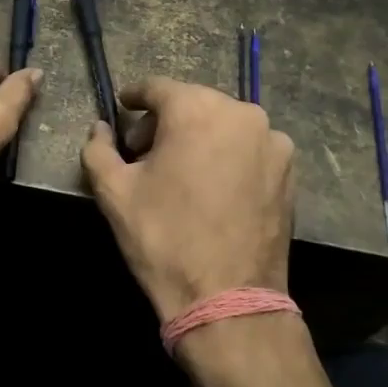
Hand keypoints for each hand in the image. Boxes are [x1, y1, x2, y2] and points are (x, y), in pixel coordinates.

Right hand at [81, 77, 294, 324]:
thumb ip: (98, 149)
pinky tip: (213, 189)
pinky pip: (249, 150)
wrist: (228, 298)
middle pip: (193, 104)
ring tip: (181, 174)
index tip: (122, 109)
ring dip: (199, 139)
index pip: (157, 88)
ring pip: (224, 126)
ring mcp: (272, 142)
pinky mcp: (290, 171)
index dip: (134, 98)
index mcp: (197, 109)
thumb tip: (99, 128)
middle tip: (143, 154)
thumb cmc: (164, 238)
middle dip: (165, 123)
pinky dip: (227, 157)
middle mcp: (242, 113)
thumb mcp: (114, 192)